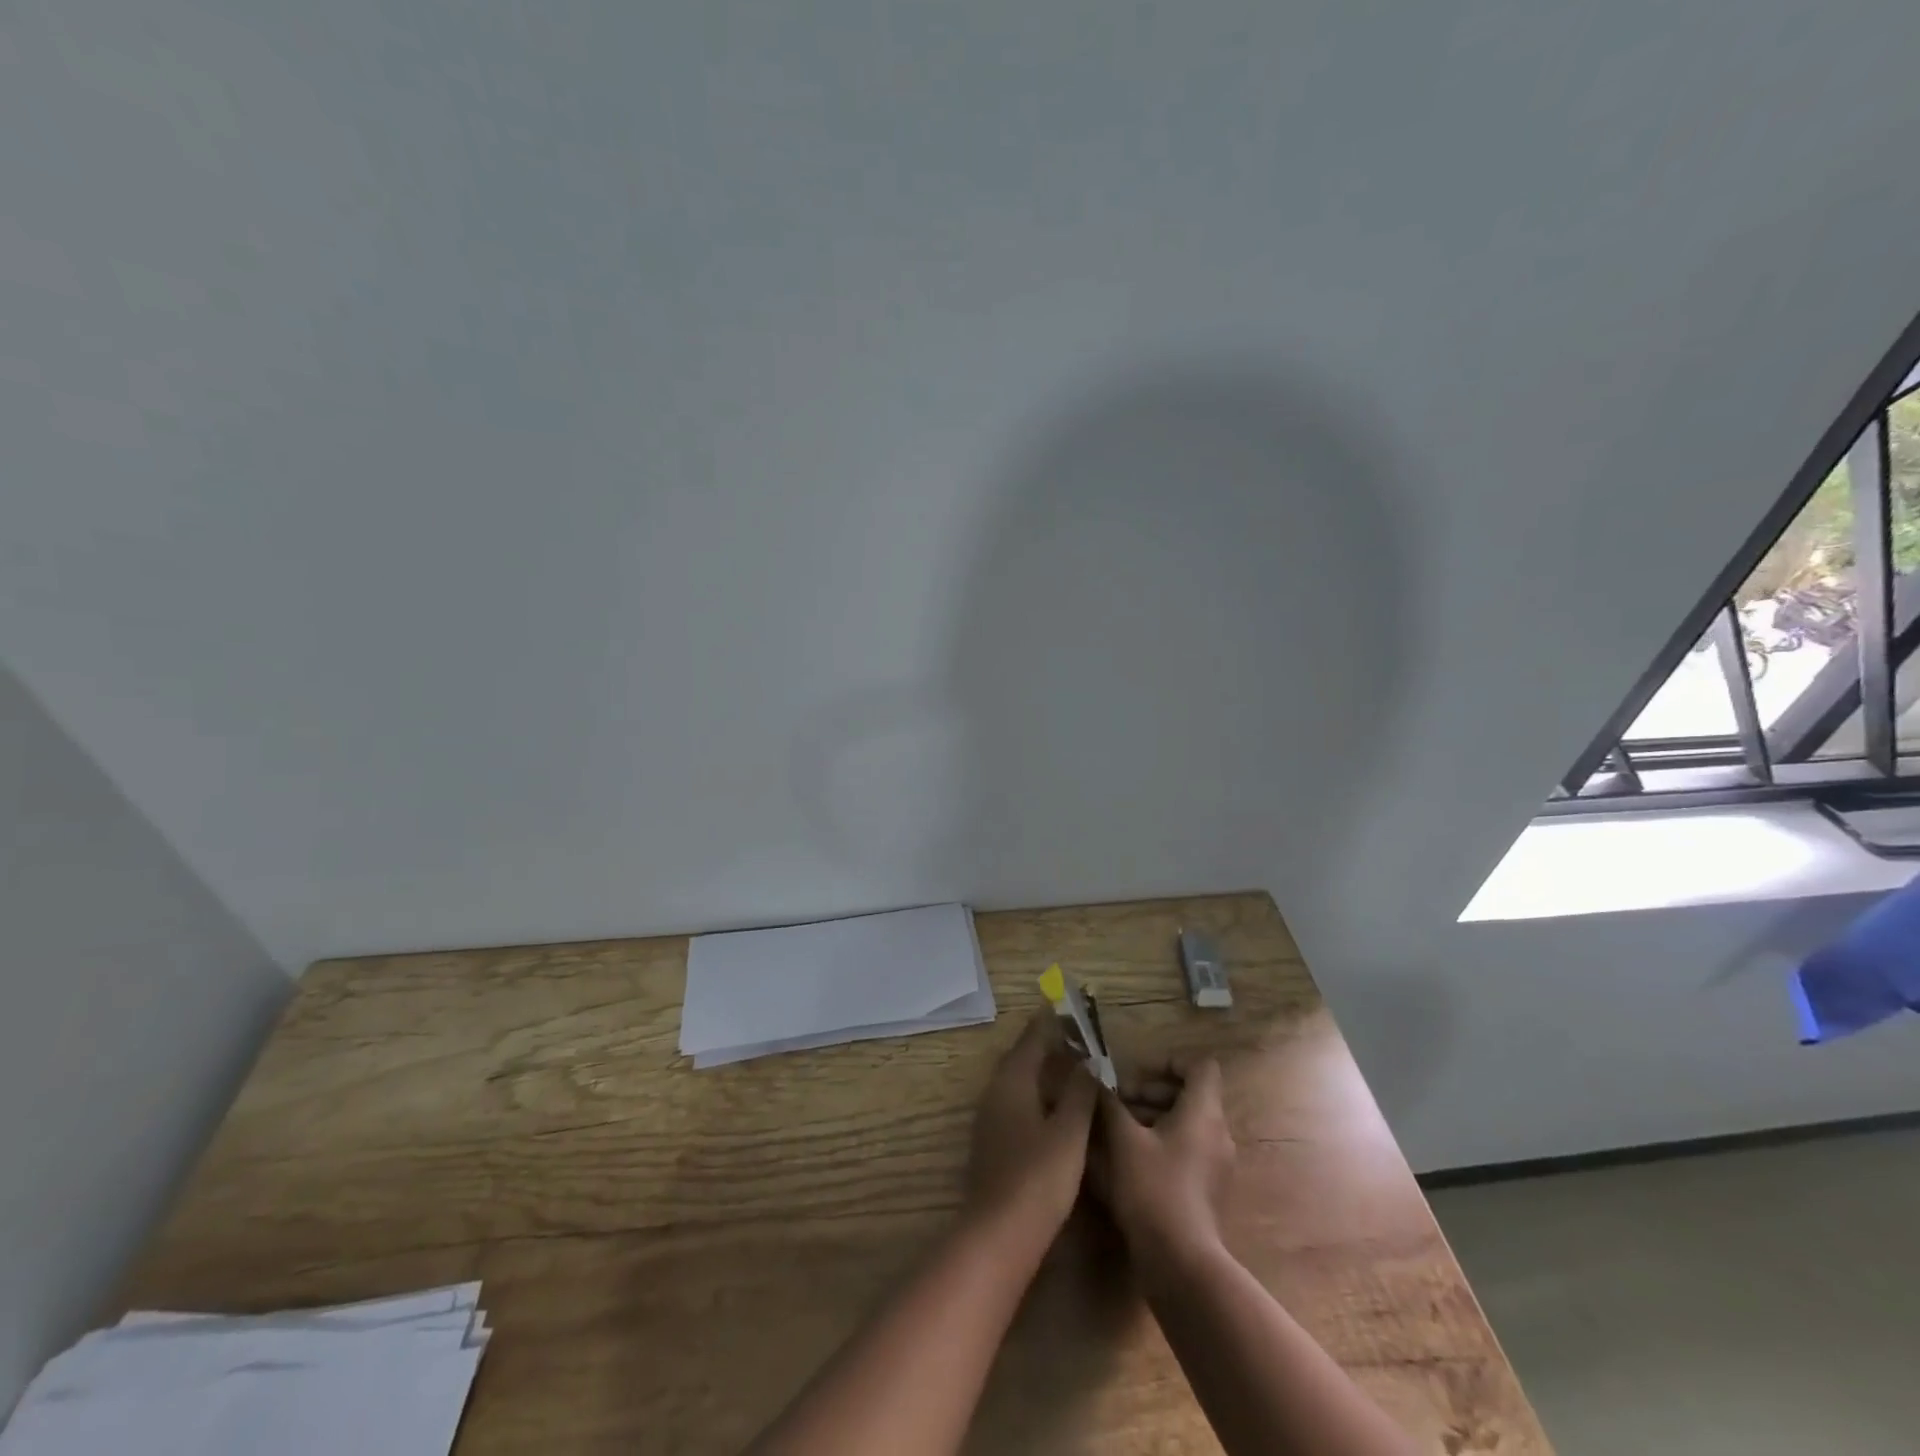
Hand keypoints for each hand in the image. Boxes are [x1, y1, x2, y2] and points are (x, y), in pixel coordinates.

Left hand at [963, 1011, 1098, 1248]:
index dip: (1051, 1021)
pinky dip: (1036, 1092)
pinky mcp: (993, 1142)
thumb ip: (1079, 1092)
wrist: (998, 1235)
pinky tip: (1055, 1106)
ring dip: (1041, 1068)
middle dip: (1047, 1042)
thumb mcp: (1069, 1132)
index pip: (1032, 1038)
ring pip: (1018, 1080)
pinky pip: (1016, 1101)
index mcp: (1012, 1081)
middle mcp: (995, 1092)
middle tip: (1077, 1035)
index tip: (1070, 1005)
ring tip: (1071, 1065)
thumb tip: (1088, 1060)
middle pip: (1022, 1056)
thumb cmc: (1038, 1178)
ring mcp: (990, 1118)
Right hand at [1090, 1056, 1235, 1276]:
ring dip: (1151, 1118)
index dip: (1168, 1063)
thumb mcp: (1123, 1139)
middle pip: (1189, 1094)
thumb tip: (1094, 1076)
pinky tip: (1128, 1160)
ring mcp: (1217, 1164)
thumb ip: (1109, 1102)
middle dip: (1150, 1092)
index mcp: (1204, 1113)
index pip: (1199, 1067)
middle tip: (1116, 1103)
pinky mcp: (1209, 1189)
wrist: (1181, 1264)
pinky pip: (1187, 1149)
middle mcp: (1218, 1133)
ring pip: (1185, 1124)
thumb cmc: (1153, 1189)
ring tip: (1115, 1131)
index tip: (1135, 1075)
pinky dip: (1161, 1144)